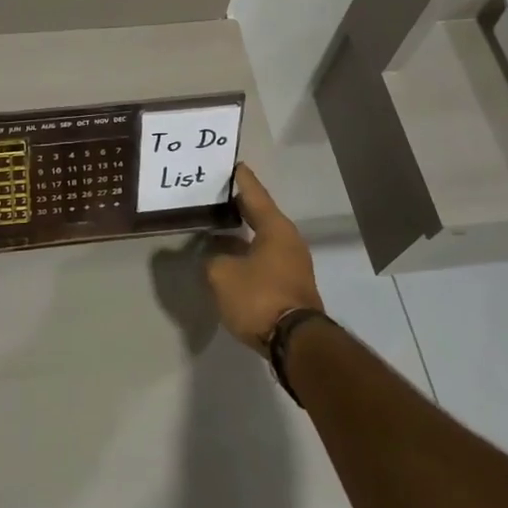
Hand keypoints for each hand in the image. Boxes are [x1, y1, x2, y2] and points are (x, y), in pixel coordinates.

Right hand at [204, 164, 323, 351]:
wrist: (295, 343)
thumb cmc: (259, 297)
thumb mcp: (222, 275)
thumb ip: (213, 259)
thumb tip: (216, 256)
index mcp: (275, 228)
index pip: (254, 193)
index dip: (241, 179)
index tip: (233, 164)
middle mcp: (288, 240)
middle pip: (260, 214)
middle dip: (239, 205)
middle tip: (217, 194)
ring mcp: (293, 263)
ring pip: (262, 238)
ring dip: (242, 232)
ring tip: (218, 225)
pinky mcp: (290, 284)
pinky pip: (265, 257)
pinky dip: (248, 251)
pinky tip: (230, 256)